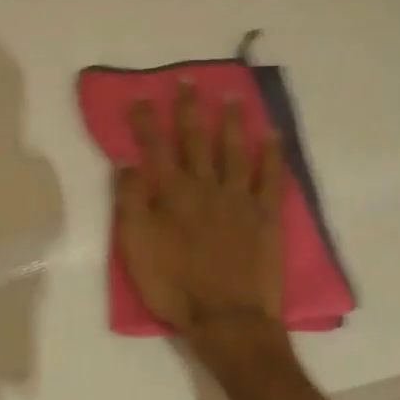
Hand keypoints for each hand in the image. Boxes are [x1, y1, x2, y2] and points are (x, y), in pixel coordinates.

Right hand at [116, 83, 283, 335]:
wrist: (227, 319)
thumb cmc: (174, 285)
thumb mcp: (136, 247)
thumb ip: (131, 201)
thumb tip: (127, 162)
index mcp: (172, 194)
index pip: (155, 148)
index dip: (147, 121)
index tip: (141, 96)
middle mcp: (206, 187)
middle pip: (195, 140)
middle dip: (189, 109)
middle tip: (189, 80)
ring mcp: (239, 199)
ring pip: (234, 151)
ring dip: (231, 122)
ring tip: (231, 96)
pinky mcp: (265, 216)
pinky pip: (270, 178)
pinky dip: (272, 154)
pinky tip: (272, 135)